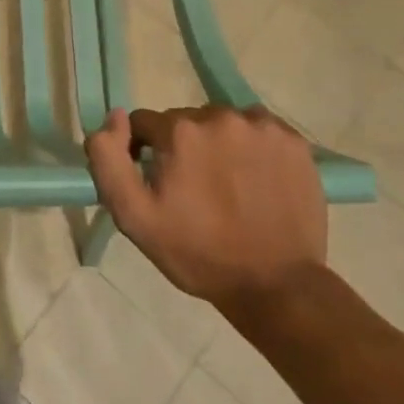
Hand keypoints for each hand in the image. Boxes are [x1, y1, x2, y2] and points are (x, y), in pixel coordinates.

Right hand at [84, 105, 327, 310]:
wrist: (276, 286)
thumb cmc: (197, 253)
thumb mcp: (134, 216)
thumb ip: (109, 159)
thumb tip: (116, 117)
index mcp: (180, 131)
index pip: (145, 123)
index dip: (144, 152)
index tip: (159, 184)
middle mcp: (220, 117)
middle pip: (186, 121)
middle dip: (183, 148)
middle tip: (195, 190)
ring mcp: (262, 127)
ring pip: (223, 123)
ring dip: (218, 145)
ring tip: (229, 185)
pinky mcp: (294, 141)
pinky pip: (259, 130)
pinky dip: (253, 147)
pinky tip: (256, 179)